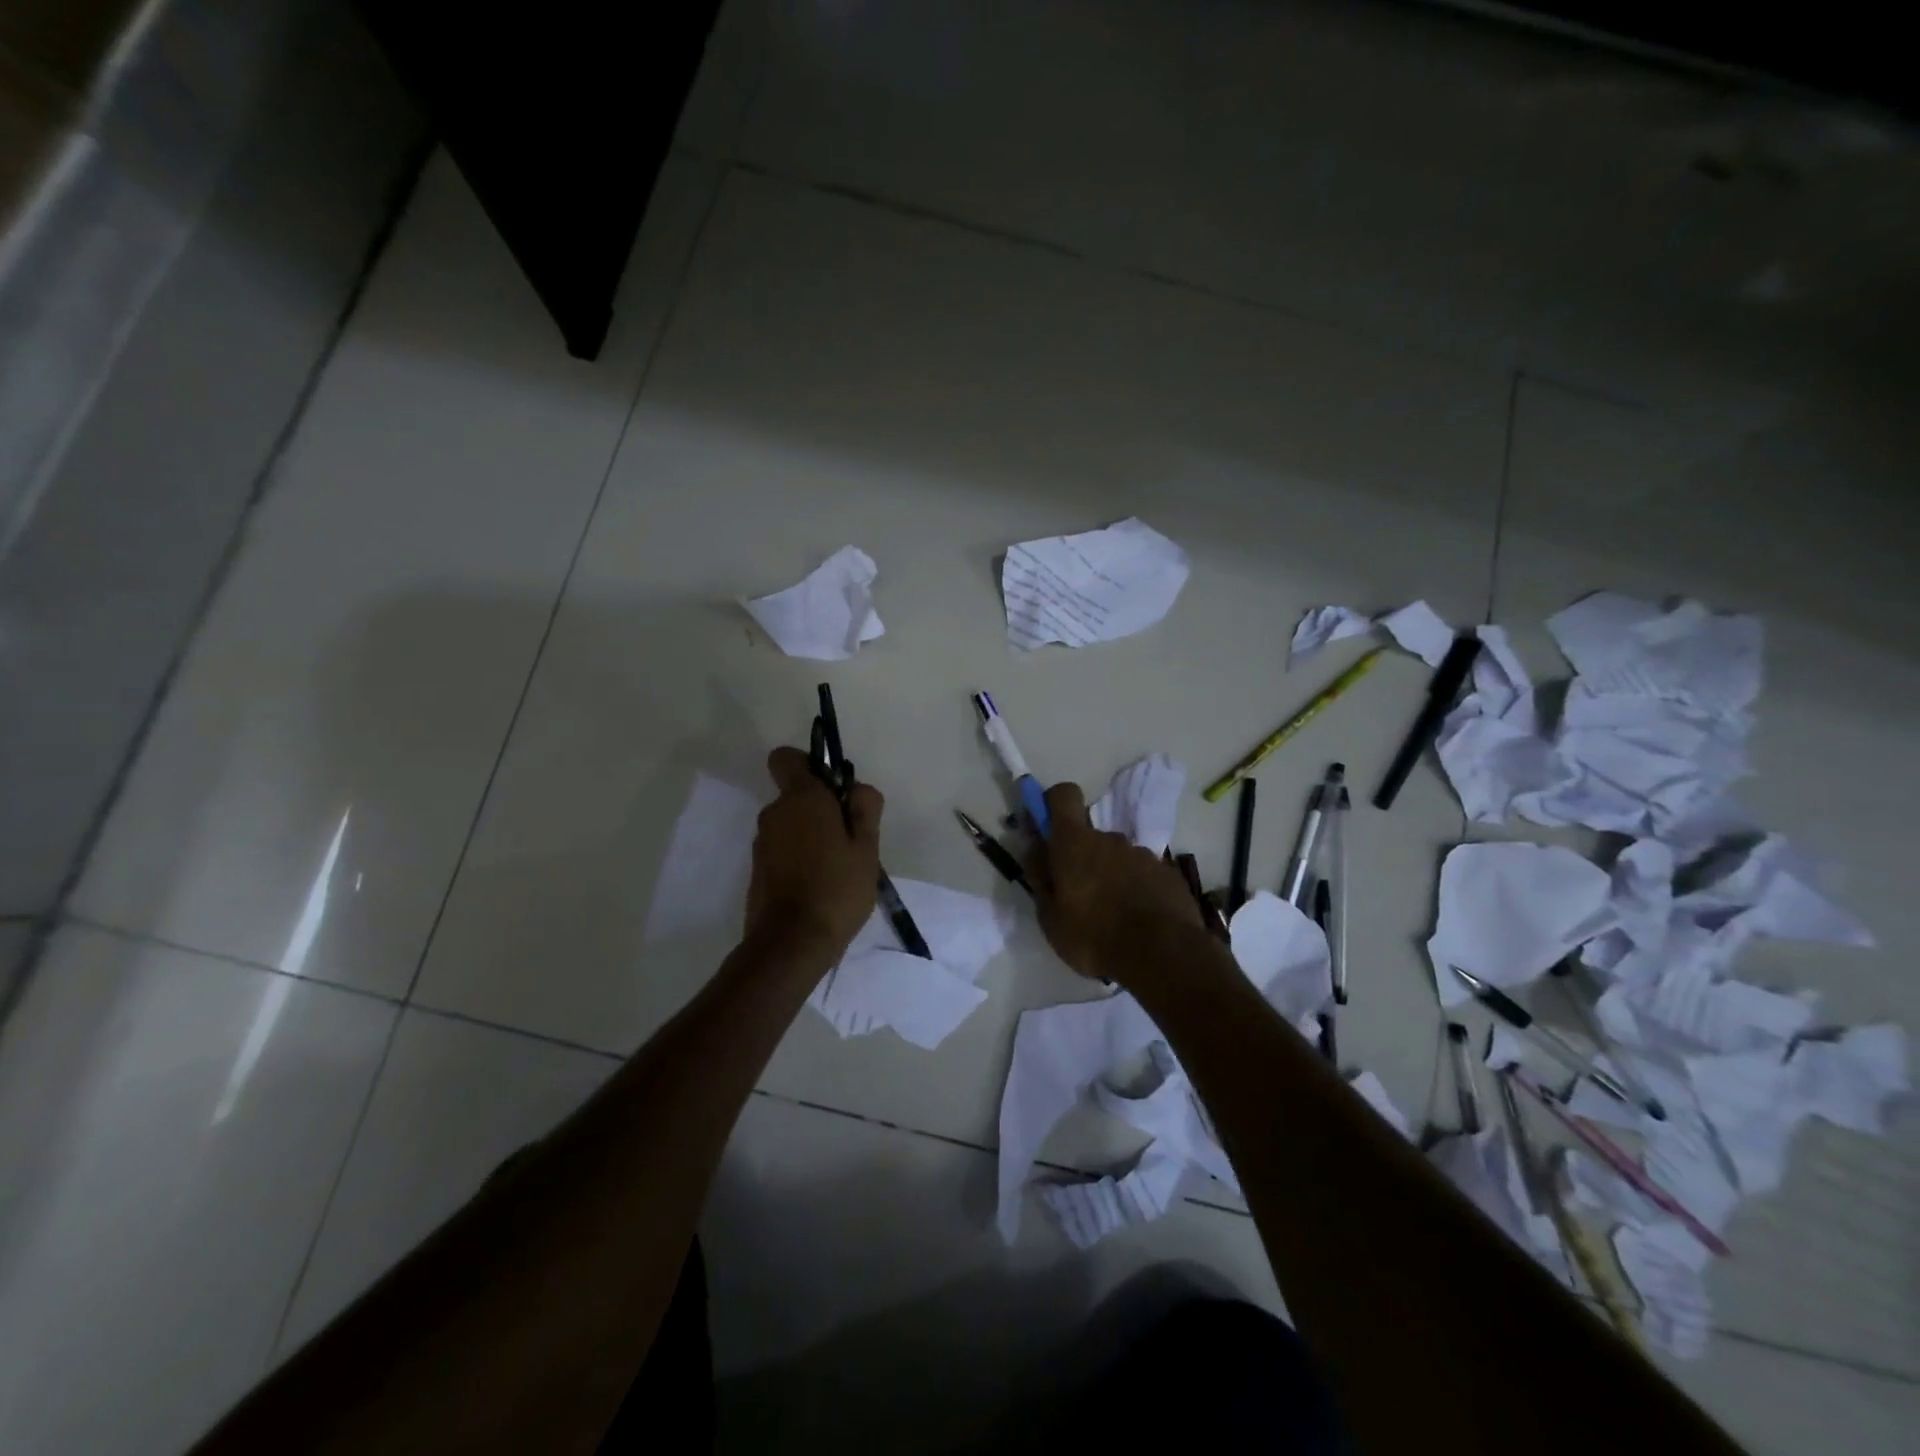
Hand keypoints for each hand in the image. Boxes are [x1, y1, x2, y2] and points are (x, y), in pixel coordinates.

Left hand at [746, 746, 881, 957]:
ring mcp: (762, 844)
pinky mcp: (757, 871)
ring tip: (839, 868)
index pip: (787, 758)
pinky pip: (783, 851)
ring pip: (791, 825)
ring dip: (811, 836)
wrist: (791, 943)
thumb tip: (857, 790)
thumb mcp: (867, 847)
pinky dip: (799, 859)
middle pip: (796, 796)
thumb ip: (865, 809)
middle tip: (850, 839)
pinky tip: (821, 886)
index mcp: (801, 798)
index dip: (809, 766)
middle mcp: (774, 814)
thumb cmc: (836, 888)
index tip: (833, 790)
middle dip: (821, 808)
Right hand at [1024, 781, 1203, 981]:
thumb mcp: (1050, 917)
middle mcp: (1110, 839)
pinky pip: (1143, 874)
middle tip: (1080, 896)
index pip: (1064, 795)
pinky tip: (1138, 920)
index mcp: (1075, 844)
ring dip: (1111, 876)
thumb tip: (1035, 849)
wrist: (1162, 956)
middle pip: (1090, 836)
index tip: (1048, 828)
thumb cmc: (1093, 936)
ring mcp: (1143, 855)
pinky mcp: (1168, 873)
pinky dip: (1137, 889)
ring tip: (1112, 916)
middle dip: (1083, 858)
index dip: (1054, 804)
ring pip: (1118, 858)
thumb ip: (1040, 877)